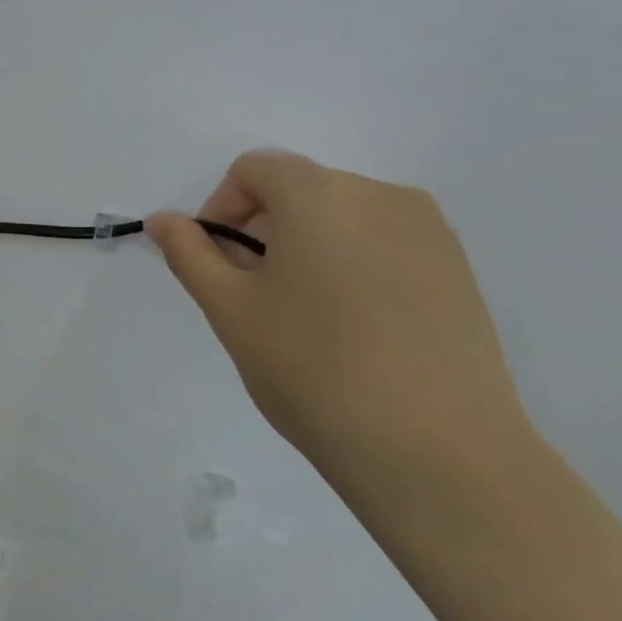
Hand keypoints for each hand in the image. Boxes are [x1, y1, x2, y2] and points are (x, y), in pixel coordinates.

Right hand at [146, 151, 531, 474]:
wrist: (435, 451)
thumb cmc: (311, 368)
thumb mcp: (230, 309)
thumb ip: (189, 254)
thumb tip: (162, 220)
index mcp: (319, 195)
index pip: (254, 169)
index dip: (221, 207)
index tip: (218, 263)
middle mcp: (380, 195)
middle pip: (299, 189)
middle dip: (262, 228)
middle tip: (253, 295)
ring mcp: (429, 231)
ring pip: (342, 217)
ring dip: (307, 246)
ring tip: (303, 315)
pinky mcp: (458, 270)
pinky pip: (384, 243)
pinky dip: (351, 264)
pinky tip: (353, 327)